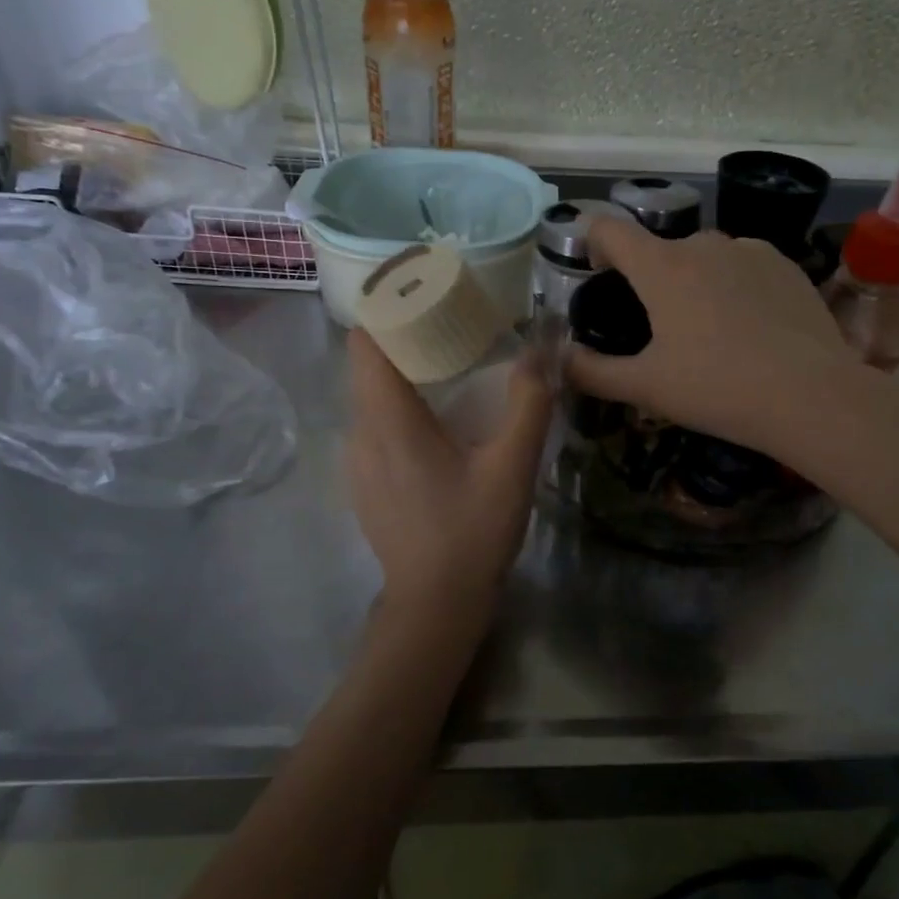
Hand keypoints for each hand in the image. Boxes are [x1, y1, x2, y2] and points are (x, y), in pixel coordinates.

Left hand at [345, 330, 552, 607]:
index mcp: (389, 420)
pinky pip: (374, 425)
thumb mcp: (512, 467)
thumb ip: (528, 404)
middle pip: (368, 365)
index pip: (365, 341)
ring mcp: (357, 462)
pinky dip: (399, 406)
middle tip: (452, 323)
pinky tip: (436, 422)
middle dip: (404, 336)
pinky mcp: (364, 483)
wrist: (434, 606)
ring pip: (371, 396)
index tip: (425, 292)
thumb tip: (542, 348)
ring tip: (448, 367)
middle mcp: (361, 433)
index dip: (388, 308)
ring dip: (402, 373)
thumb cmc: (471, 533)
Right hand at [567, 216, 860, 459]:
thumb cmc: (717, 389)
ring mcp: (751, 250)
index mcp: (662, 267)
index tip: (595, 271)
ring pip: (706, 256)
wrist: (811, 396)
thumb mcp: (646, 388)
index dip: (593, 242)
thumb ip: (592, 372)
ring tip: (709, 329)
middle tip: (658, 326)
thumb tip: (561, 360)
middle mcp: (704, 244)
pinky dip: (734, 285)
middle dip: (651, 277)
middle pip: (661, 248)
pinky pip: (744, 265)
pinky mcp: (787, 265)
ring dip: (695, 280)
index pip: (610, 229)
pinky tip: (749, 326)